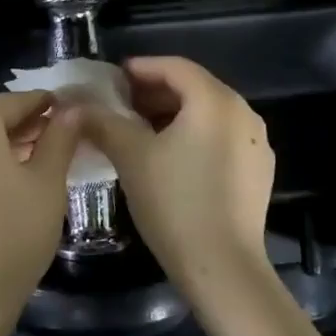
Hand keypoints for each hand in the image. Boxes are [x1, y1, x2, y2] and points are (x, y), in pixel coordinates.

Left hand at [0, 90, 80, 332]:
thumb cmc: (12, 233)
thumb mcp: (47, 183)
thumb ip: (60, 138)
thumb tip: (73, 110)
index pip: (16, 100)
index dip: (46, 104)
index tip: (74, 111)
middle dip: (28, 125)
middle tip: (64, 139)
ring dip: (8, 146)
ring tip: (44, 162)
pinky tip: (12, 185)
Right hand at [75, 57, 273, 287]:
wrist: (222, 267)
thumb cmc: (174, 202)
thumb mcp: (131, 156)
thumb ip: (103, 122)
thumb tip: (76, 106)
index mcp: (215, 101)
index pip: (176, 67)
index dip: (142, 68)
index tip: (114, 78)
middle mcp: (243, 114)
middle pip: (194, 88)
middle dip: (155, 92)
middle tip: (121, 104)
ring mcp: (256, 144)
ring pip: (208, 114)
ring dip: (173, 115)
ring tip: (139, 130)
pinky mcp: (259, 172)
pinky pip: (221, 138)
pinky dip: (193, 136)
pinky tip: (169, 158)